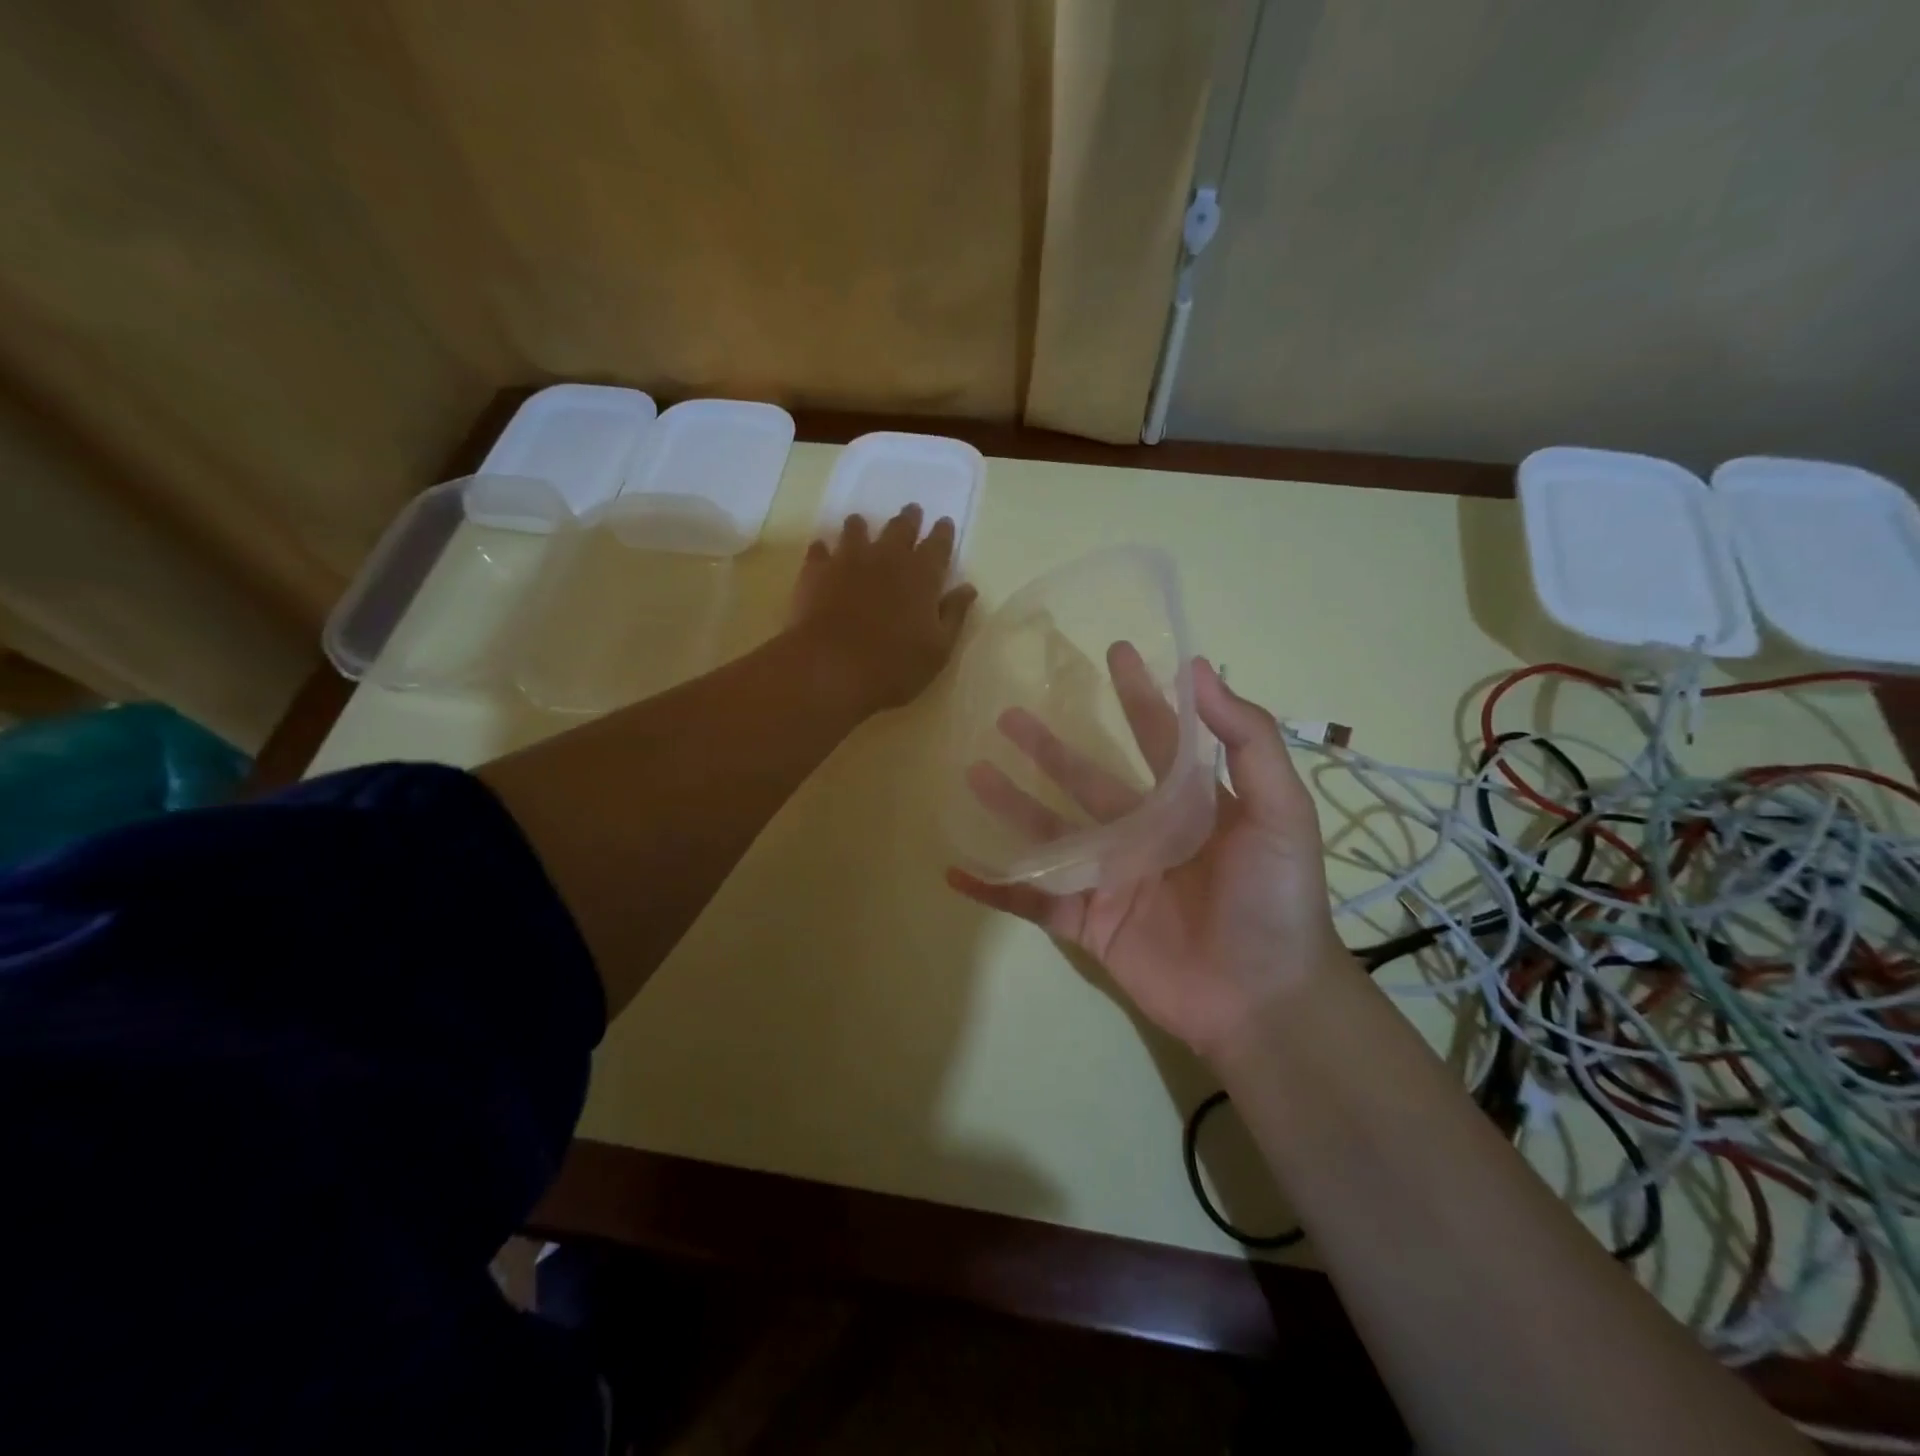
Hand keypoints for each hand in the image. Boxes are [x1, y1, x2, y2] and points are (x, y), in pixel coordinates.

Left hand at [789, 506, 977, 713]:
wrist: (831, 669)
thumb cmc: (894, 666)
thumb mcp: (938, 649)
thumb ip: (954, 614)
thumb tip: (968, 588)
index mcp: (922, 575)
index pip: (938, 544)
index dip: (943, 533)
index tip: (944, 522)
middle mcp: (887, 558)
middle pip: (900, 528)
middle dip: (909, 519)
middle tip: (912, 511)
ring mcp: (848, 560)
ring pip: (856, 530)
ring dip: (862, 526)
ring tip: (861, 523)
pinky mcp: (816, 571)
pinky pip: (820, 550)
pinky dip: (824, 548)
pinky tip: (823, 550)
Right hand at [947, 654, 1350, 1063]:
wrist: (1264, 999)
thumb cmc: (1275, 899)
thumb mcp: (1280, 811)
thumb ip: (1248, 740)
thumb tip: (1200, 669)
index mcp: (1187, 804)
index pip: (1156, 736)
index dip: (1138, 695)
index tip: (1115, 651)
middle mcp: (1143, 832)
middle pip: (1084, 778)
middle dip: (1048, 746)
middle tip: (1007, 714)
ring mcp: (1110, 877)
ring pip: (1048, 832)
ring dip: (1011, 804)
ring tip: (973, 771)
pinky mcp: (1087, 922)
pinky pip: (1031, 900)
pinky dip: (994, 888)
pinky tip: (957, 869)